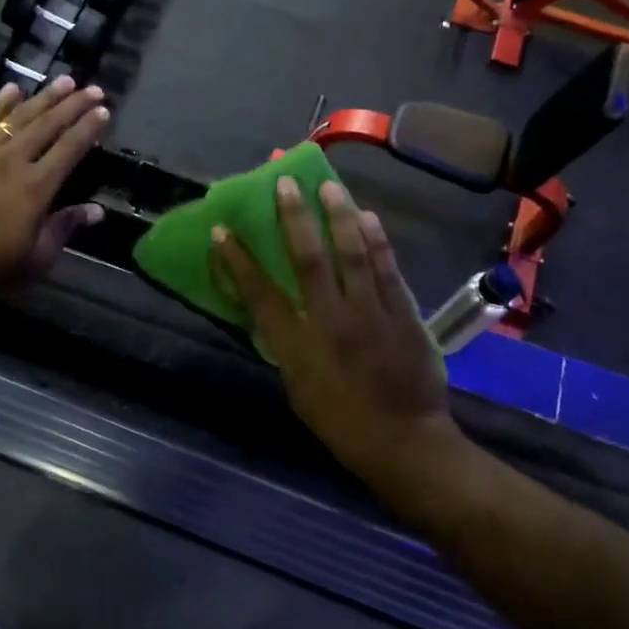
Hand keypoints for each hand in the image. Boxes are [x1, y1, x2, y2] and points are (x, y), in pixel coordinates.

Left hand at [0, 78, 109, 296]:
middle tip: (92, 88)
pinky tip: (13, 89)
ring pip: (19, 116)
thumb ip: (64, 229)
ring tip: (64, 80)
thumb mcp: (33, 261)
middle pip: (48, 125)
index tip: (104, 111)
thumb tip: (96, 210)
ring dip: (43, 97)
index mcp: (36, 188)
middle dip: (73, 105)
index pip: (70, 149)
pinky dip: (0, 103)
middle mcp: (14, 160)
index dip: (89, 129)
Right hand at [210, 177, 450, 478]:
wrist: (406, 444)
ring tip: (329, 187)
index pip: (260, 296)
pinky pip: (387, 269)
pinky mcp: (404, 314)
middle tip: (284, 184)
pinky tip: (368, 217)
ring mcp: (371, 315)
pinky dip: (376, 241)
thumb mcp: (298, 389)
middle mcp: (332, 322)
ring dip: (338, 217)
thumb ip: (287, 345)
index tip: (222, 232)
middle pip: (309, 261)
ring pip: (352, 255)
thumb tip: (276, 311)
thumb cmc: (341, 423)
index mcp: (298, 348)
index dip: (238, 262)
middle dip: (293, 219)